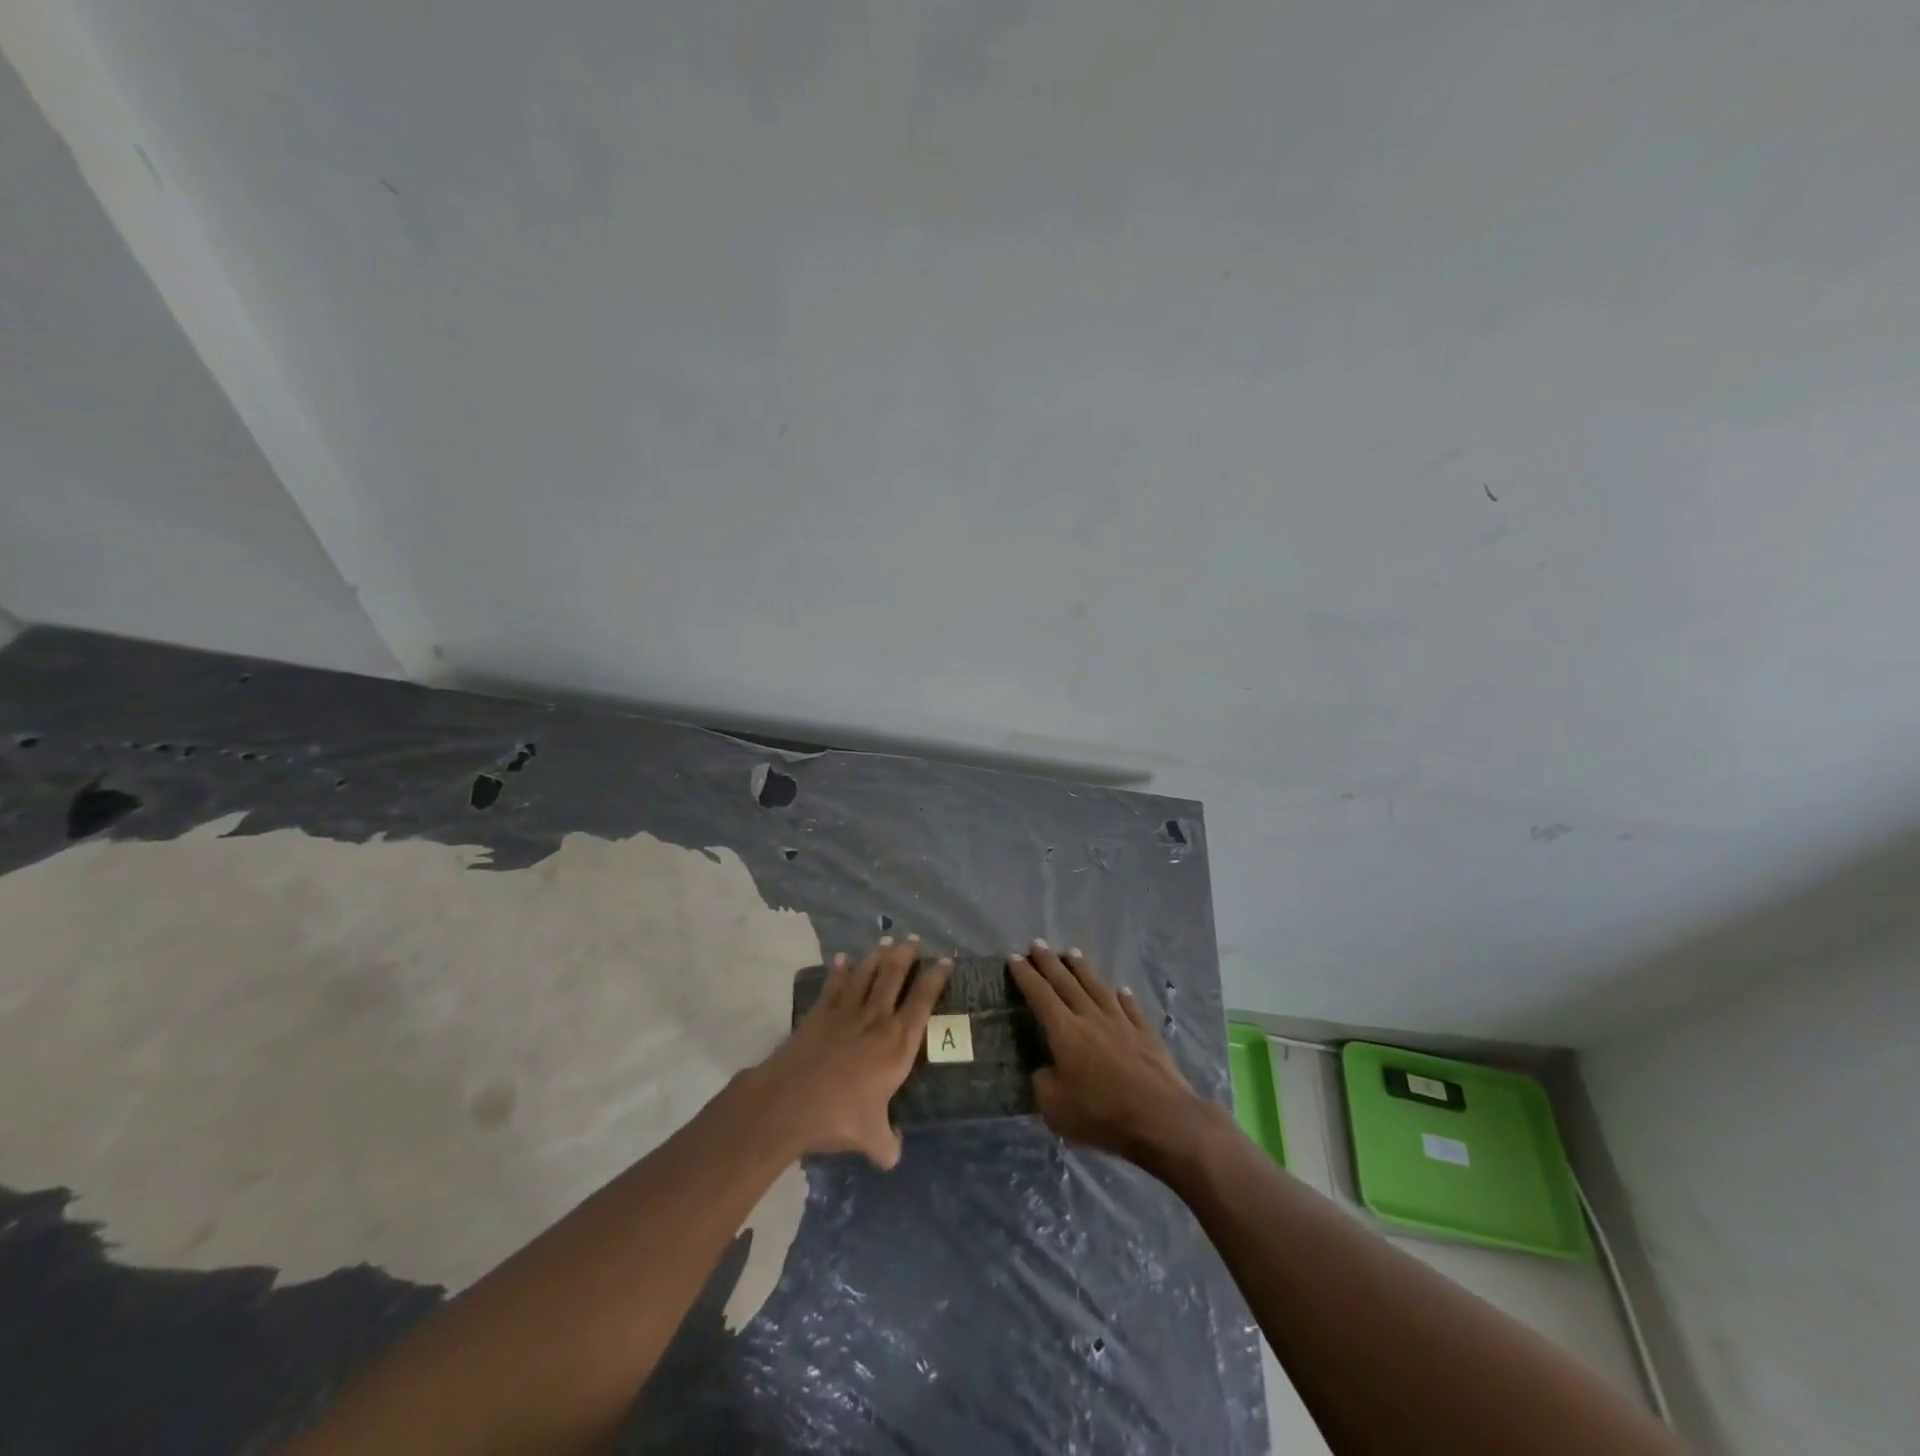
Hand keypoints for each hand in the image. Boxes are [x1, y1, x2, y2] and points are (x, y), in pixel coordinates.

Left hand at [751, 936, 951, 1168]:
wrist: (789, 1102)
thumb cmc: (839, 1117)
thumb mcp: (872, 1139)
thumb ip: (888, 1144)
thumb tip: (894, 1153)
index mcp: (897, 1044)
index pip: (923, 1002)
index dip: (936, 978)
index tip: (945, 961)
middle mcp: (876, 1019)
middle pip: (894, 976)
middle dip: (906, 955)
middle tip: (913, 940)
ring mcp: (846, 1012)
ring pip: (866, 974)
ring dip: (877, 956)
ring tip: (885, 942)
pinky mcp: (819, 1013)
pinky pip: (833, 985)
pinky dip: (839, 970)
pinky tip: (842, 959)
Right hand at [1008, 942, 1212, 1168]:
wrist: (1161, 1117)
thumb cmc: (1102, 1113)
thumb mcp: (1056, 1108)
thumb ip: (1044, 1084)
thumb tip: (1044, 1069)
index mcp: (1065, 1031)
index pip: (1040, 995)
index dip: (1026, 976)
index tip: (1014, 958)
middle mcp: (1091, 1017)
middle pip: (1066, 982)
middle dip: (1049, 962)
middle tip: (1037, 944)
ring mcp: (1121, 1022)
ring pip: (1097, 987)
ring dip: (1082, 969)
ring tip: (1072, 952)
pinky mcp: (1145, 1033)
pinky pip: (1131, 1008)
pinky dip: (1124, 997)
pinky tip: (1121, 990)